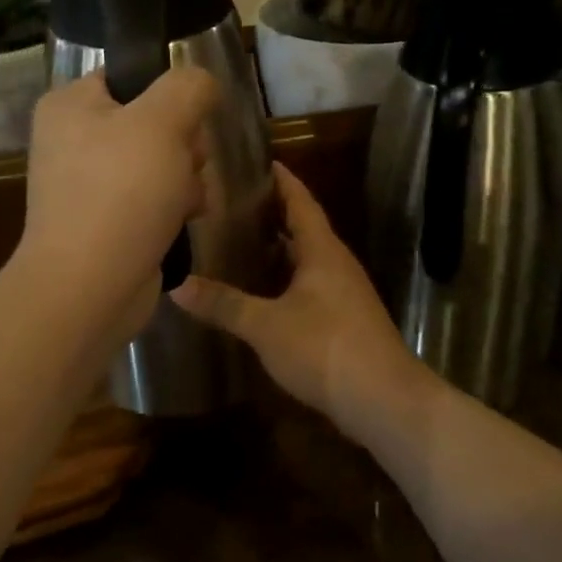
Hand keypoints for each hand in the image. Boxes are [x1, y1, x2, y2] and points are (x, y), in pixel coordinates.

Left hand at [14, 68, 219, 341]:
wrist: (89, 288)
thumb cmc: (121, 193)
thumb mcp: (163, 122)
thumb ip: (189, 87)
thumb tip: (201, 83)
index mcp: (70, 105)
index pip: (132, 76)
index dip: (169, 95)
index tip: (187, 120)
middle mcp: (73, 139)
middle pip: (153, 121)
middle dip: (183, 145)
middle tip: (185, 165)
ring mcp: (88, 183)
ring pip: (161, 162)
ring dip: (185, 179)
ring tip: (183, 202)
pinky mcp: (105, 220)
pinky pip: (152, 198)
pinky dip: (172, 208)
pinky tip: (181, 221)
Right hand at [172, 164, 433, 443]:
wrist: (384, 401)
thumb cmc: (325, 348)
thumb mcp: (266, 325)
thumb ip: (224, 304)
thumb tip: (177, 286)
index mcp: (323, 251)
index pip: (301, 202)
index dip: (282, 180)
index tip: (260, 160)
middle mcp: (337, 265)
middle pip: (304, 228)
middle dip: (274, 213)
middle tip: (234, 202)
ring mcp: (344, 294)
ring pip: (307, 259)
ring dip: (279, 248)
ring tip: (240, 241)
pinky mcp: (344, 321)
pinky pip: (310, 285)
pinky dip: (285, 279)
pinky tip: (262, 291)